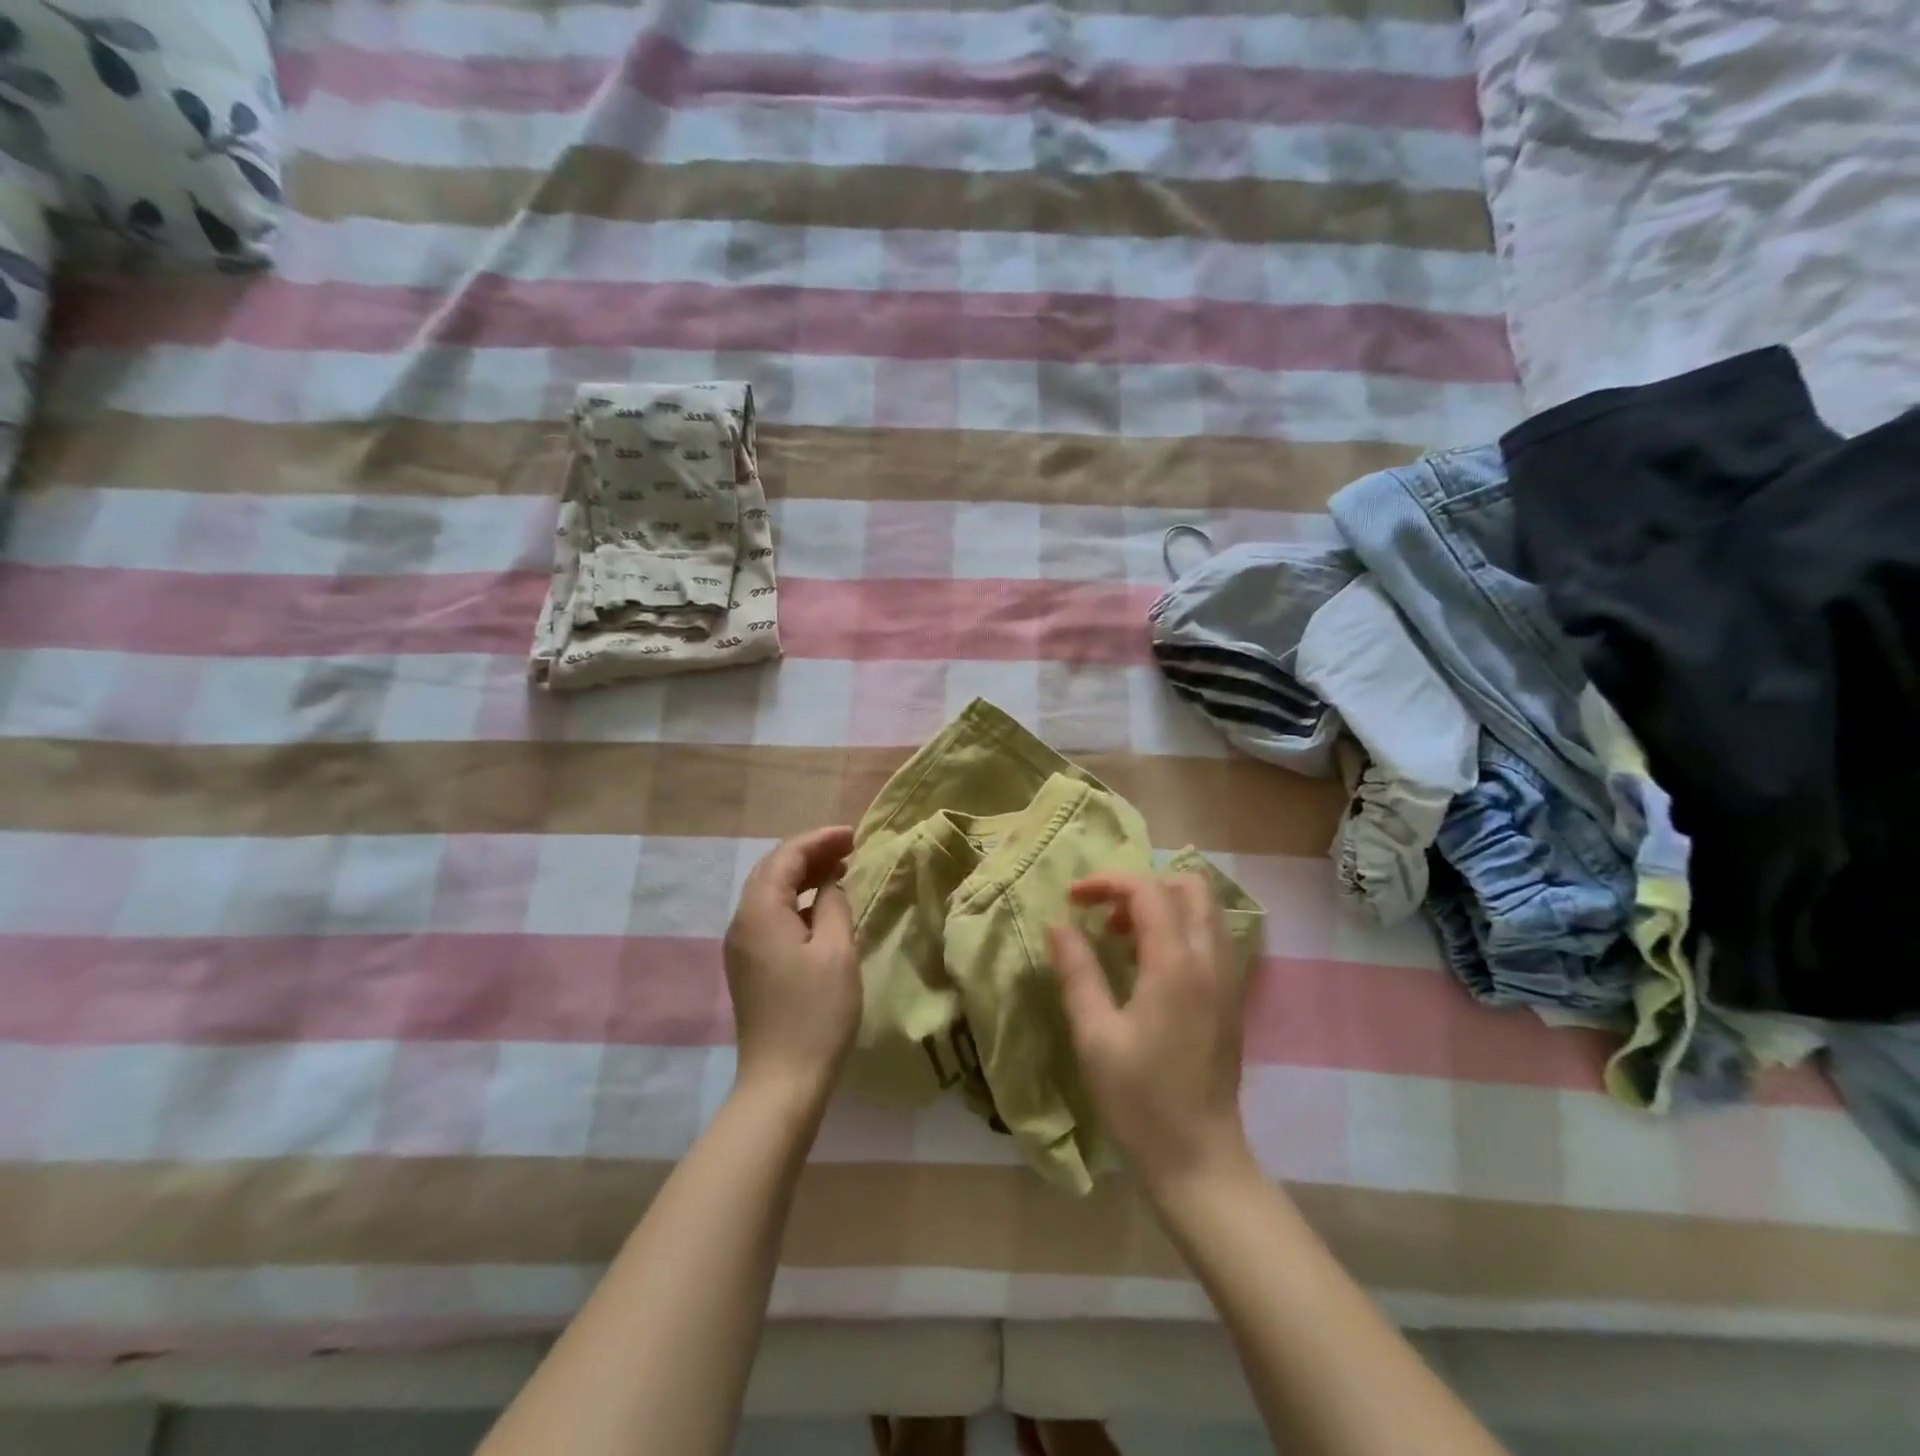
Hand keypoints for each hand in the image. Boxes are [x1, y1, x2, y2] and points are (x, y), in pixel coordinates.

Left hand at [724, 826, 859, 1104]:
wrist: (783, 1081)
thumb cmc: (816, 1012)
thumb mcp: (837, 950)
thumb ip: (834, 905)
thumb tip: (830, 885)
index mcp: (760, 911)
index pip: (786, 856)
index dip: (820, 840)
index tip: (853, 835)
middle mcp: (742, 922)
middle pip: (773, 870)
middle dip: (810, 853)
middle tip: (849, 848)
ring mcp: (741, 946)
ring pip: (771, 893)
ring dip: (803, 876)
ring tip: (840, 869)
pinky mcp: (749, 966)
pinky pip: (771, 916)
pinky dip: (797, 901)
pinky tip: (822, 907)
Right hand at [1048, 872, 1252, 1199]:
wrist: (1199, 1161)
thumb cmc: (1140, 1101)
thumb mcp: (1095, 1035)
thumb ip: (1077, 971)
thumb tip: (1058, 924)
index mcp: (1176, 965)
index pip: (1148, 890)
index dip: (1107, 882)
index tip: (1072, 898)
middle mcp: (1210, 961)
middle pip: (1189, 887)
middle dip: (1142, 886)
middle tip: (1104, 914)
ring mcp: (1227, 980)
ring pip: (1203, 911)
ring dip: (1162, 906)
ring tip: (1119, 937)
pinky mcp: (1229, 1000)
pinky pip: (1208, 939)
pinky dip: (1177, 929)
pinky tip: (1145, 965)